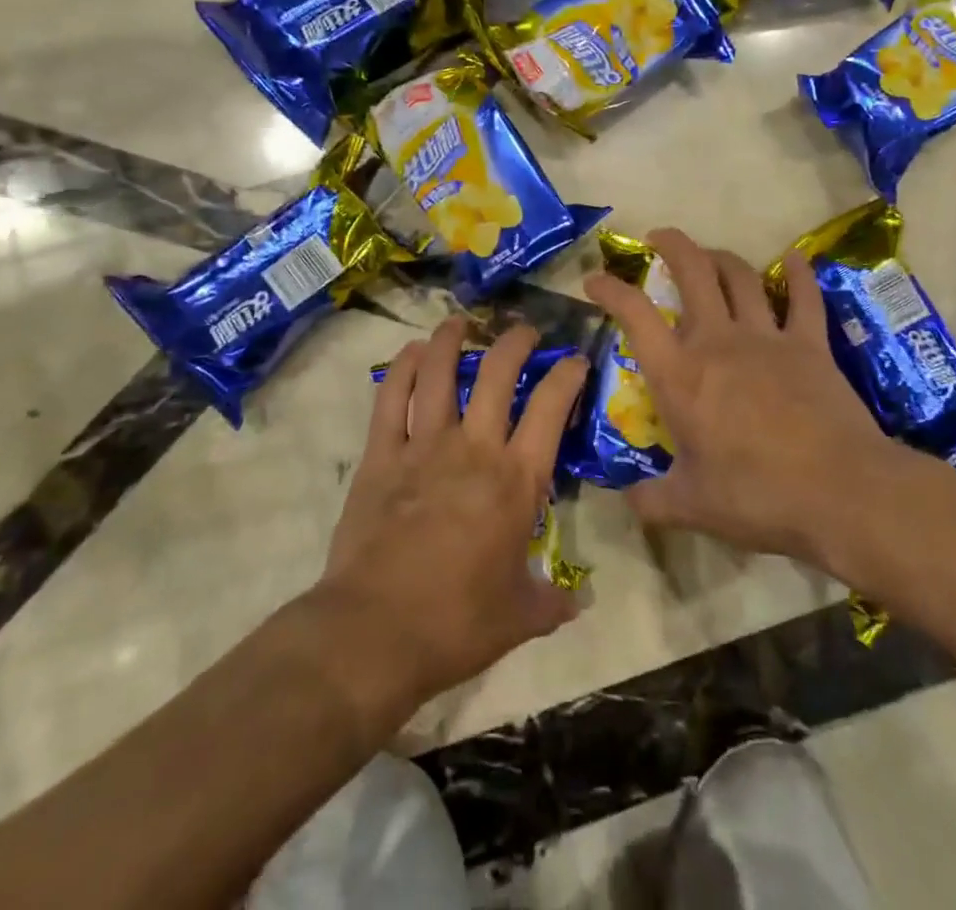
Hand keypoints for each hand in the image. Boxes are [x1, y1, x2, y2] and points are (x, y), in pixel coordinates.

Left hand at [322, 319, 587, 710]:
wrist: (374, 632)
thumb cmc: (456, 623)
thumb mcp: (519, 617)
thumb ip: (553, 602)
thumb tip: (580, 602)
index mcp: (516, 480)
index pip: (550, 408)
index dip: (567, 376)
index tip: (575, 360)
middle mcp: (474, 448)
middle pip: (498, 373)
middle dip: (516, 342)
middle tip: (525, 331)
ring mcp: (423, 446)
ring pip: (440, 373)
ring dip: (451, 340)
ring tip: (461, 323)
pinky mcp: (381, 455)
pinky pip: (391, 398)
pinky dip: (402, 369)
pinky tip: (410, 352)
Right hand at [584, 228, 897, 569]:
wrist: (840, 493)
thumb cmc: (756, 497)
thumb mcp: (692, 507)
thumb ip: (652, 502)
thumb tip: (626, 504)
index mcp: (680, 375)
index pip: (635, 315)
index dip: (611, 289)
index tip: (595, 279)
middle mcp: (718, 342)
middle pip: (693, 273)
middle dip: (673, 246)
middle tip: (660, 237)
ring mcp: (767, 338)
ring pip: (740, 277)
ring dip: (721, 258)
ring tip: (710, 254)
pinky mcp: (811, 345)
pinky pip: (804, 299)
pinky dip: (798, 275)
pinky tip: (795, 259)